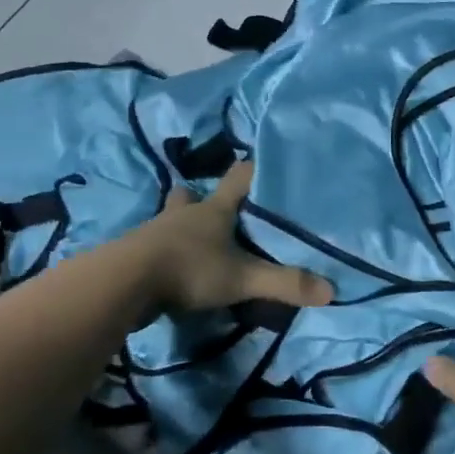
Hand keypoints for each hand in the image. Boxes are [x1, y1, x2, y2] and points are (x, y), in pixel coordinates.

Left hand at [140, 161, 333, 314]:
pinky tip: (171, 267)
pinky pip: (154, 247)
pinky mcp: (135, 255)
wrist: (123, 284)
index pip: (238, 178)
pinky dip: (164, 252)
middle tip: (216, 206)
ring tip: (194, 240)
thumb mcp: (243, 278)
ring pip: (171, 220)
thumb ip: (284, 284)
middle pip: (192, 196)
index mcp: (214, 210)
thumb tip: (331, 291)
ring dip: (181, 225)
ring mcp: (155, 233)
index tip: (261, 162)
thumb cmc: (189, 269)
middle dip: (202, 198)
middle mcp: (184, 215)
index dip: (251, 169)